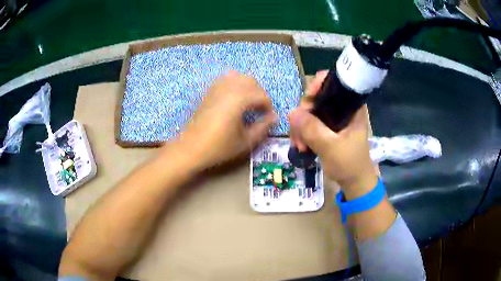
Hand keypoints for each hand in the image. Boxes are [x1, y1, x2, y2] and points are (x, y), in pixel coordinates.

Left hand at [172, 70, 276, 169]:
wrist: (191, 148)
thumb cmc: (219, 147)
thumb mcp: (245, 141)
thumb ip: (263, 127)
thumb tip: (274, 117)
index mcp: (239, 99)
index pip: (262, 95)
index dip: (268, 106)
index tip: (268, 118)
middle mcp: (228, 88)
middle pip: (251, 81)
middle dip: (259, 93)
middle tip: (260, 110)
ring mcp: (216, 87)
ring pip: (238, 76)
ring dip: (247, 86)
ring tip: (248, 102)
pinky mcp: (208, 91)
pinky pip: (225, 79)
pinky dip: (234, 84)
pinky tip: (234, 98)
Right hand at [289, 70, 377, 197]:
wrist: (354, 182)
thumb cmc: (350, 164)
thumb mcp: (331, 147)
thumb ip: (313, 130)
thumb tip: (291, 112)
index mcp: (351, 106)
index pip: (333, 82)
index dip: (318, 86)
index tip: (307, 102)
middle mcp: (342, 108)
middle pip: (317, 97)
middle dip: (304, 115)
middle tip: (298, 134)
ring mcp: (333, 118)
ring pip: (310, 111)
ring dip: (300, 127)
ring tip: (299, 146)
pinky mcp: (327, 128)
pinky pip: (310, 123)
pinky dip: (302, 133)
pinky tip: (300, 146)